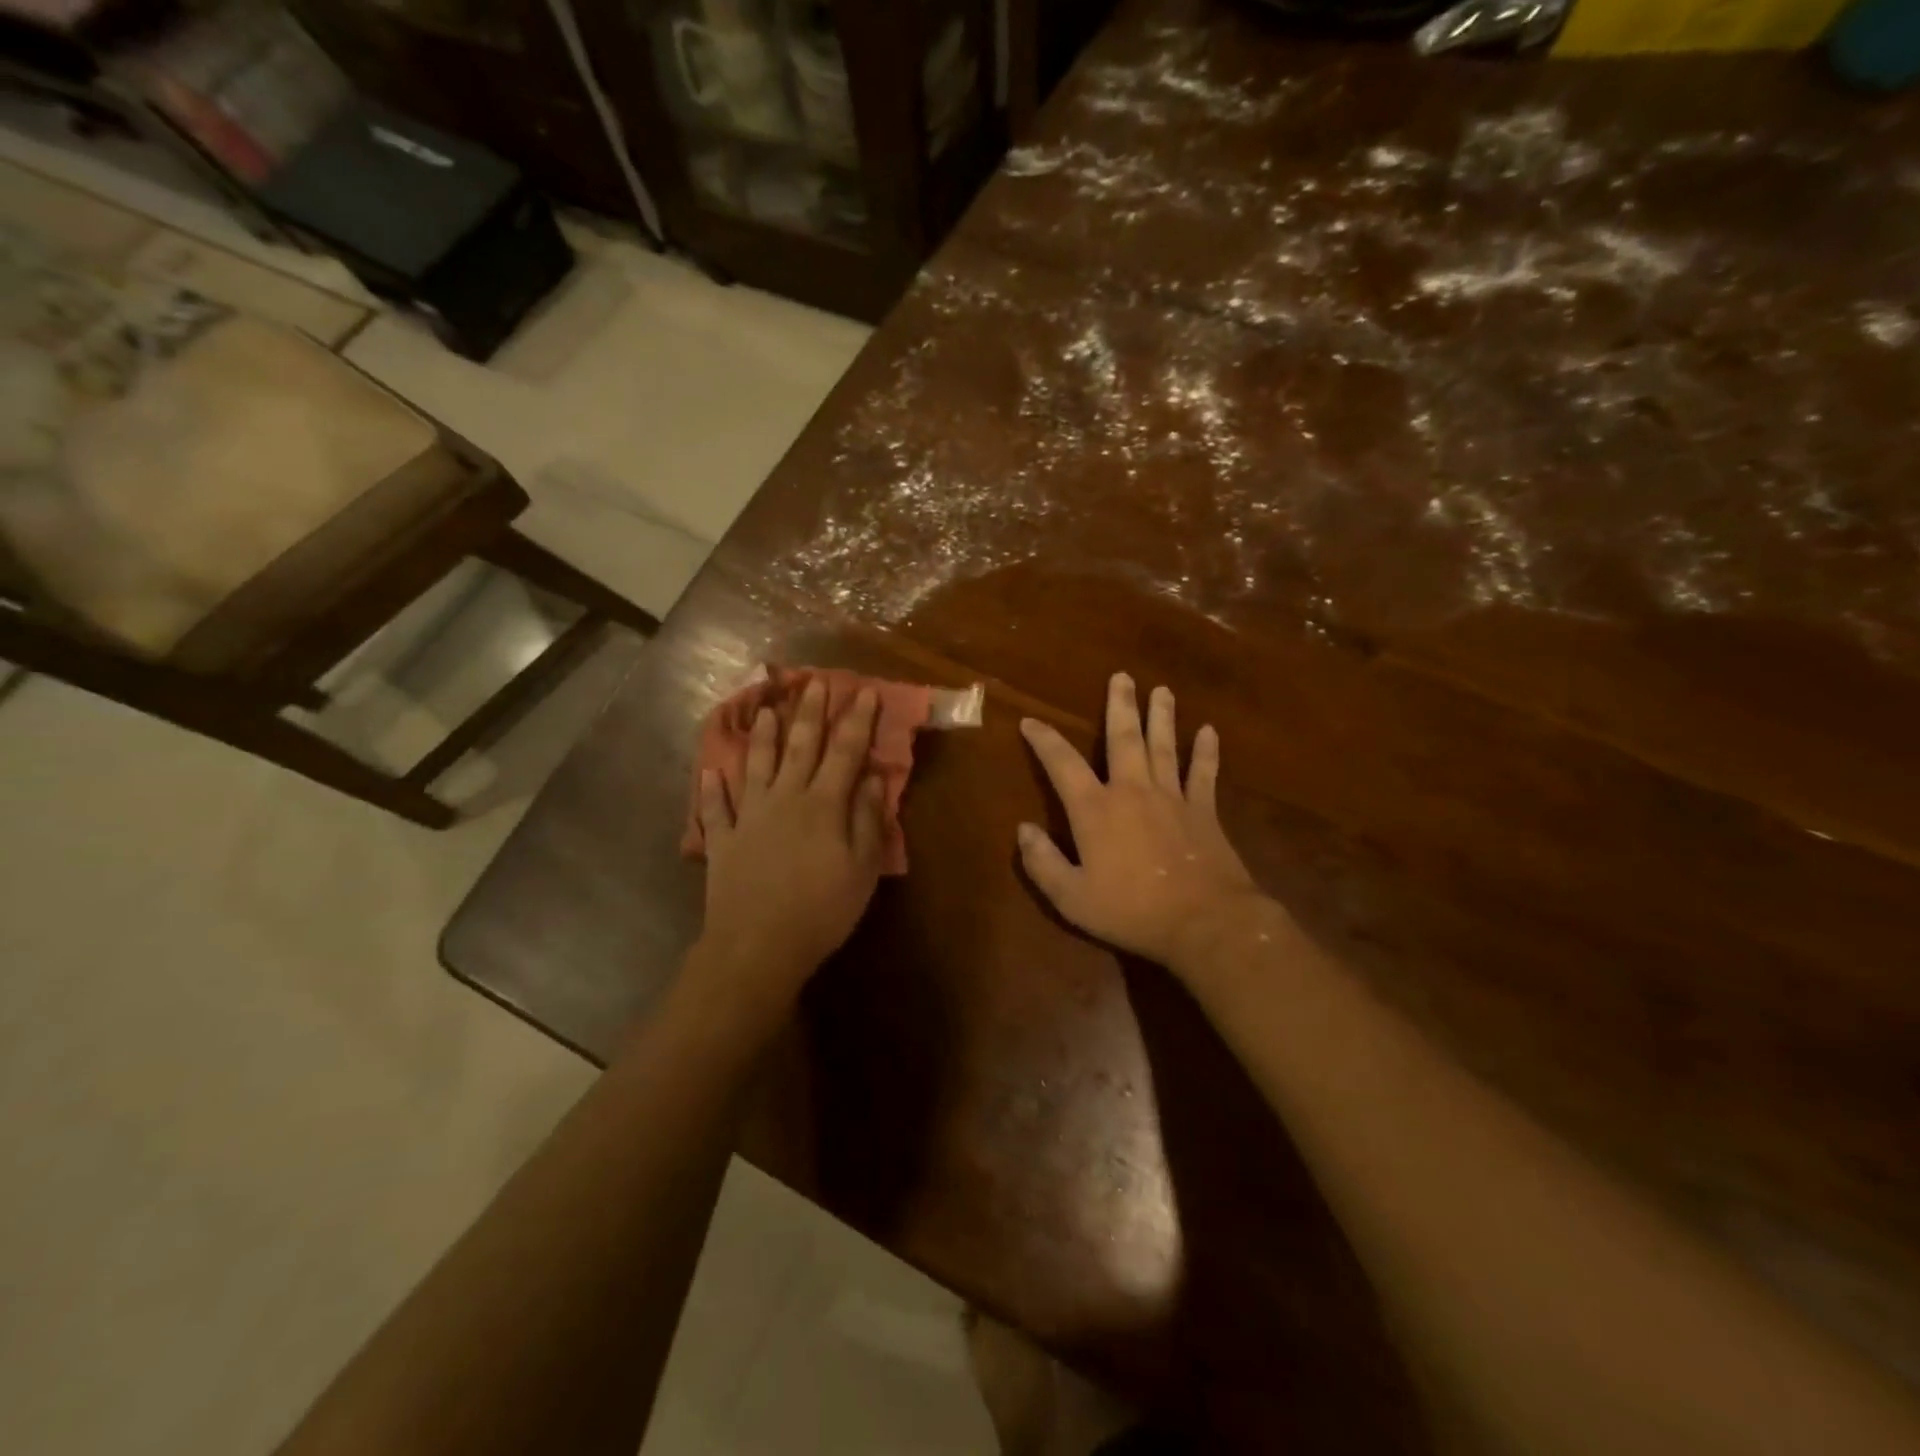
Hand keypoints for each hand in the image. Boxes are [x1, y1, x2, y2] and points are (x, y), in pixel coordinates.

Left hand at [695, 680, 887, 1002]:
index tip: (866, 691)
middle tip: (813, 682)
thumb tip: (873, 778)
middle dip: (810, 712)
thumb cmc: (822, 909)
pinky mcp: (723, 840)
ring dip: (761, 736)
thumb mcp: (862, 868)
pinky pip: (715, 808)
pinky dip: (712, 789)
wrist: (758, 945)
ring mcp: (749, 817)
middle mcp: (785, 798)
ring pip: (755, 765)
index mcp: (823, 804)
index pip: (845, 751)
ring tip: (764, 710)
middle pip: (800, 746)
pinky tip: (710, 771)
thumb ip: (867, 819)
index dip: (857, 720)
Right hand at [1018, 672, 1265, 970]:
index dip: (1044, 740)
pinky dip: (1206, 752)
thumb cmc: (1132, 911)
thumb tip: (1023, 829)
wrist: (1204, 922)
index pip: (1062, 765)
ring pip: (1164, 746)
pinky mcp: (1204, 811)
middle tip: (1122, 677)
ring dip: (1162, 716)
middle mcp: (1132, 791)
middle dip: (1120, 706)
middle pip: (1123, 739)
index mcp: (1096, 810)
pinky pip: (1204, 774)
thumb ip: (1042, 863)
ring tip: (1161, 690)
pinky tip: (1209, 731)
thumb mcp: (1071, 897)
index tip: (1030, 721)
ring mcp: (1172, 798)